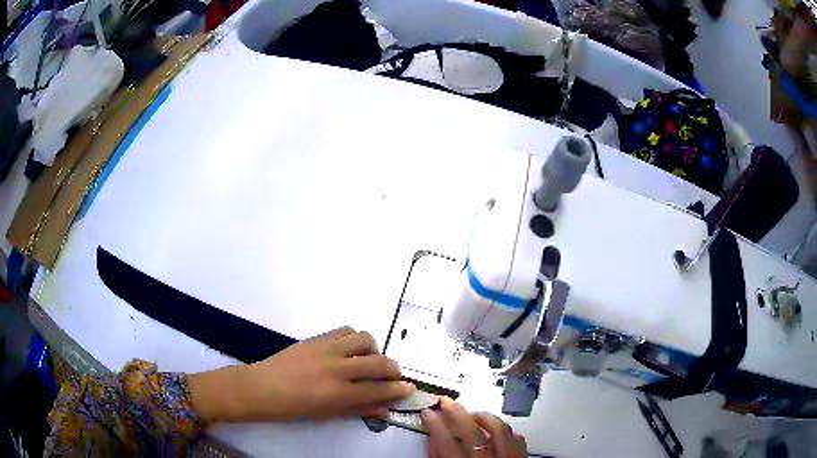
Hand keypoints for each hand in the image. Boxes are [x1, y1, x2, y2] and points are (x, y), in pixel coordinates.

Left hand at [188, 326, 414, 422]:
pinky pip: (344, 330)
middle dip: (393, 368)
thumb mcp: (327, 414)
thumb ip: (358, 409)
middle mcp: (336, 368)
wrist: (260, 388)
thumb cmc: (292, 408)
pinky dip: (354, 338)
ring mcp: (325, 349)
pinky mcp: (316, 338)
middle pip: (377, 361)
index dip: (398, 389)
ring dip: (374, 349)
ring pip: (363, 338)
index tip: (410, 388)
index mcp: (337, 392)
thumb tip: (384, 409)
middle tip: (394, 375)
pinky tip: (350, 349)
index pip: (378, 389)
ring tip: (369, 359)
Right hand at [422, 398, 526, 457]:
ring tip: (473, 413)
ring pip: (499, 430)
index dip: (435, 425)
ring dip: (485, 418)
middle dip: (456, 413)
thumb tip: (434, 443)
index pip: (446, 442)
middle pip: (472, 431)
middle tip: (446, 402)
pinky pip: (518, 440)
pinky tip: (500, 429)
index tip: (427, 413)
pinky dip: (507, 432)